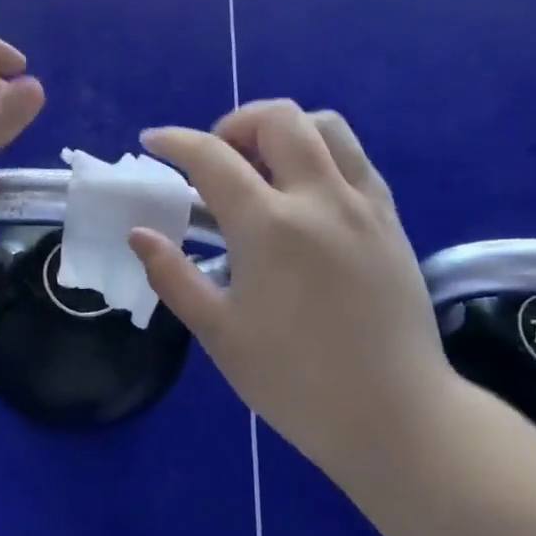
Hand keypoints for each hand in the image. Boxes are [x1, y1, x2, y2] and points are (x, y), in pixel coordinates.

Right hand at [130, 101, 458, 479]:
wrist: (395, 416)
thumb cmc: (295, 381)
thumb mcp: (219, 333)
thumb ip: (173, 275)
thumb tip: (140, 234)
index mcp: (269, 226)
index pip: (212, 157)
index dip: (175, 142)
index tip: (153, 142)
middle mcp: (319, 198)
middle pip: (278, 119)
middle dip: (234, 123)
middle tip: (215, 157)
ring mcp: (362, 205)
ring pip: (326, 126)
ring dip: (284, 129)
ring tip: (262, 165)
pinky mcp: (391, 220)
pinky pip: (356, 159)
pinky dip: (322, 153)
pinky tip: (305, 192)